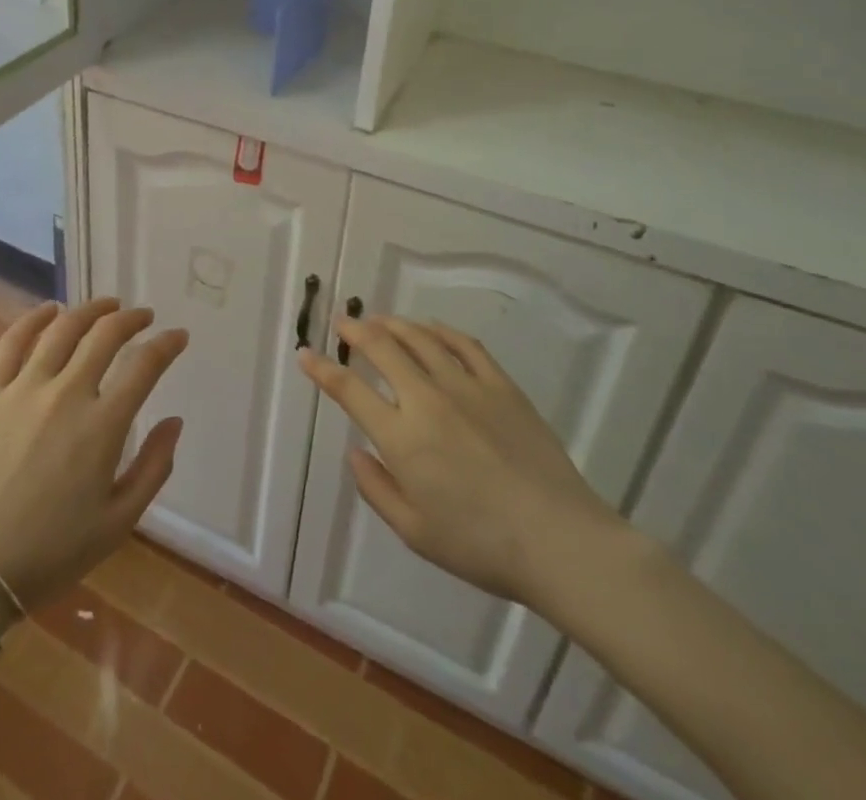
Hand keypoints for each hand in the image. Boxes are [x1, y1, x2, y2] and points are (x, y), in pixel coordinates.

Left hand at [0, 298, 186, 616]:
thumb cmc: (52, 552)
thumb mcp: (118, 522)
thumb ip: (154, 467)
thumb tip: (175, 421)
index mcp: (102, 426)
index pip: (145, 365)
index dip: (167, 344)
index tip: (178, 337)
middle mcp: (66, 394)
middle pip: (105, 335)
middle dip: (132, 319)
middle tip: (143, 317)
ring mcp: (23, 388)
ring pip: (63, 329)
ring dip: (90, 310)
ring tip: (107, 306)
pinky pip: (13, 341)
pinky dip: (35, 318)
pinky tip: (50, 310)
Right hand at [299, 314, 627, 613]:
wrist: (560, 540)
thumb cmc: (481, 546)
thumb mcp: (415, 532)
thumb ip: (377, 489)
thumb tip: (355, 452)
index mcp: (402, 438)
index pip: (349, 391)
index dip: (322, 369)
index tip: (305, 354)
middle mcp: (427, 400)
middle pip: (382, 349)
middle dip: (355, 331)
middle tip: (342, 322)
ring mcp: (466, 387)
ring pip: (420, 339)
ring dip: (392, 324)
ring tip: (377, 319)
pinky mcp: (500, 385)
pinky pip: (464, 344)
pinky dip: (440, 330)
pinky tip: (430, 328)